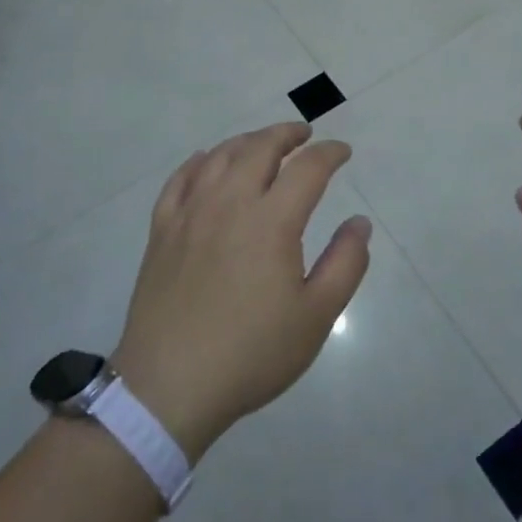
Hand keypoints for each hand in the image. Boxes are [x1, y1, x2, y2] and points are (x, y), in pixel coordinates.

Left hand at [111, 123, 371, 461]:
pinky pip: (179, 180)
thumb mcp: (316, 316)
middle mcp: (229, 203)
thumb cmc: (251, 353)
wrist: (169, 387)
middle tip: (304, 134)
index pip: (307, 168)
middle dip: (287, 134)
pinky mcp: (162, 231)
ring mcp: (190, 214)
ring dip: (247, 141)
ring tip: (263, 143)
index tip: (343, 152)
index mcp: (271, 220)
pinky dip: (198, 161)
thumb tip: (359, 223)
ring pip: (220, 156)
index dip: (330, 153)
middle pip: (260, 148)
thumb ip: (345, 263)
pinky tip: (205, 160)